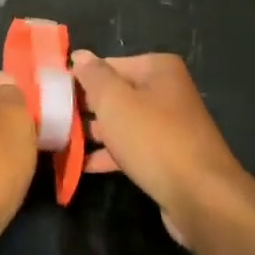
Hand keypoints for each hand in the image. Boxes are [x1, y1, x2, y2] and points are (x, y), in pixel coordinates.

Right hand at [71, 51, 254, 250]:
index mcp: (158, 69)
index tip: (53, 94)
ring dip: (95, 133)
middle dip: (87, 107)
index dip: (80, 78)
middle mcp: (167, 91)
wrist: (201, 198)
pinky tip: (83, 166)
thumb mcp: (115, 101)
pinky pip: (132, 148)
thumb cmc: (154, 139)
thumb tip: (80, 55)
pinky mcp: (169, 157)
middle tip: (53, 119)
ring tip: (61, 142)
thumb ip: (93, 76)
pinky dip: (110, 154)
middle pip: (117, 93)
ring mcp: (170, 126)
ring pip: (123, 123)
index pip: (108, 64)